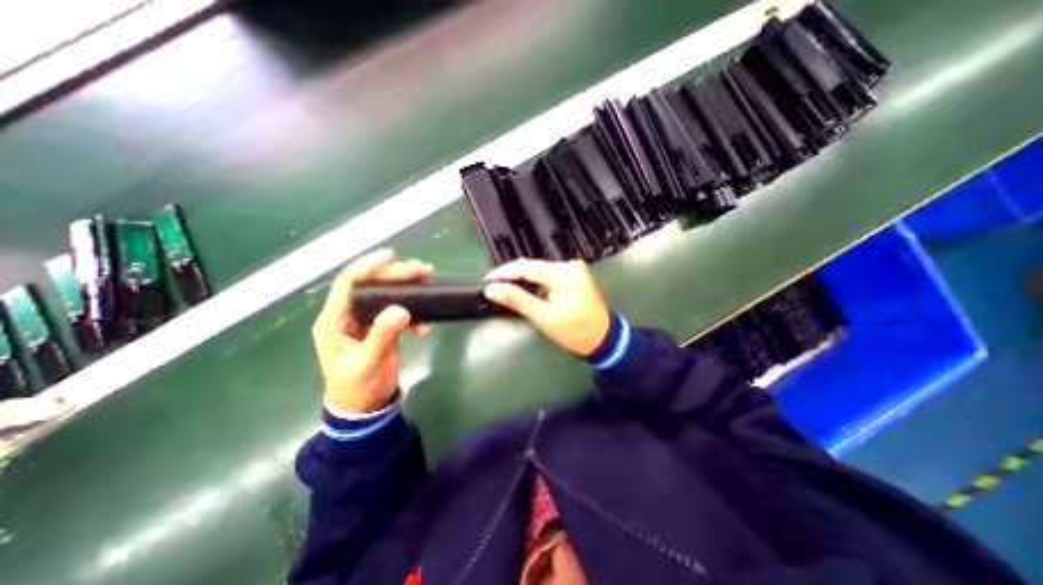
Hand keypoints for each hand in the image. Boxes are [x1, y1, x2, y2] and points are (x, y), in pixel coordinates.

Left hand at [316, 250, 434, 413]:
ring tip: (429, 282)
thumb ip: (382, 335)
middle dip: (396, 275)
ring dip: (408, 289)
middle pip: (372, 285)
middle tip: (422, 270)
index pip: (348, 284)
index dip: (368, 267)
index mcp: (335, 320)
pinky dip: (414, 313)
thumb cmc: (356, 387)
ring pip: (388, 295)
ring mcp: (368, 321)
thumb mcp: (366, 362)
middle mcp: (350, 315)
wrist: (365, 408)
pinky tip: (426, 325)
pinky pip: (400, 312)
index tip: (391, 256)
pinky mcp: (383, 329)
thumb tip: (401, 309)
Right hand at [482, 258, 611, 354]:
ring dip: (522, 280)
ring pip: (538, 271)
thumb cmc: (575, 331)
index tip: (487, 281)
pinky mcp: (573, 276)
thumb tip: (493, 289)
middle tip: (494, 288)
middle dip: (512, 277)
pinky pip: (547, 276)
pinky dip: (534, 284)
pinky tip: (525, 292)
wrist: (603, 339)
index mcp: (564, 273)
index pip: (526, 267)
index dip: (503, 273)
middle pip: (532, 267)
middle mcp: (569, 266)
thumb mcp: (544, 317)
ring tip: (505, 291)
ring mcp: (573, 270)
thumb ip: (518, 300)